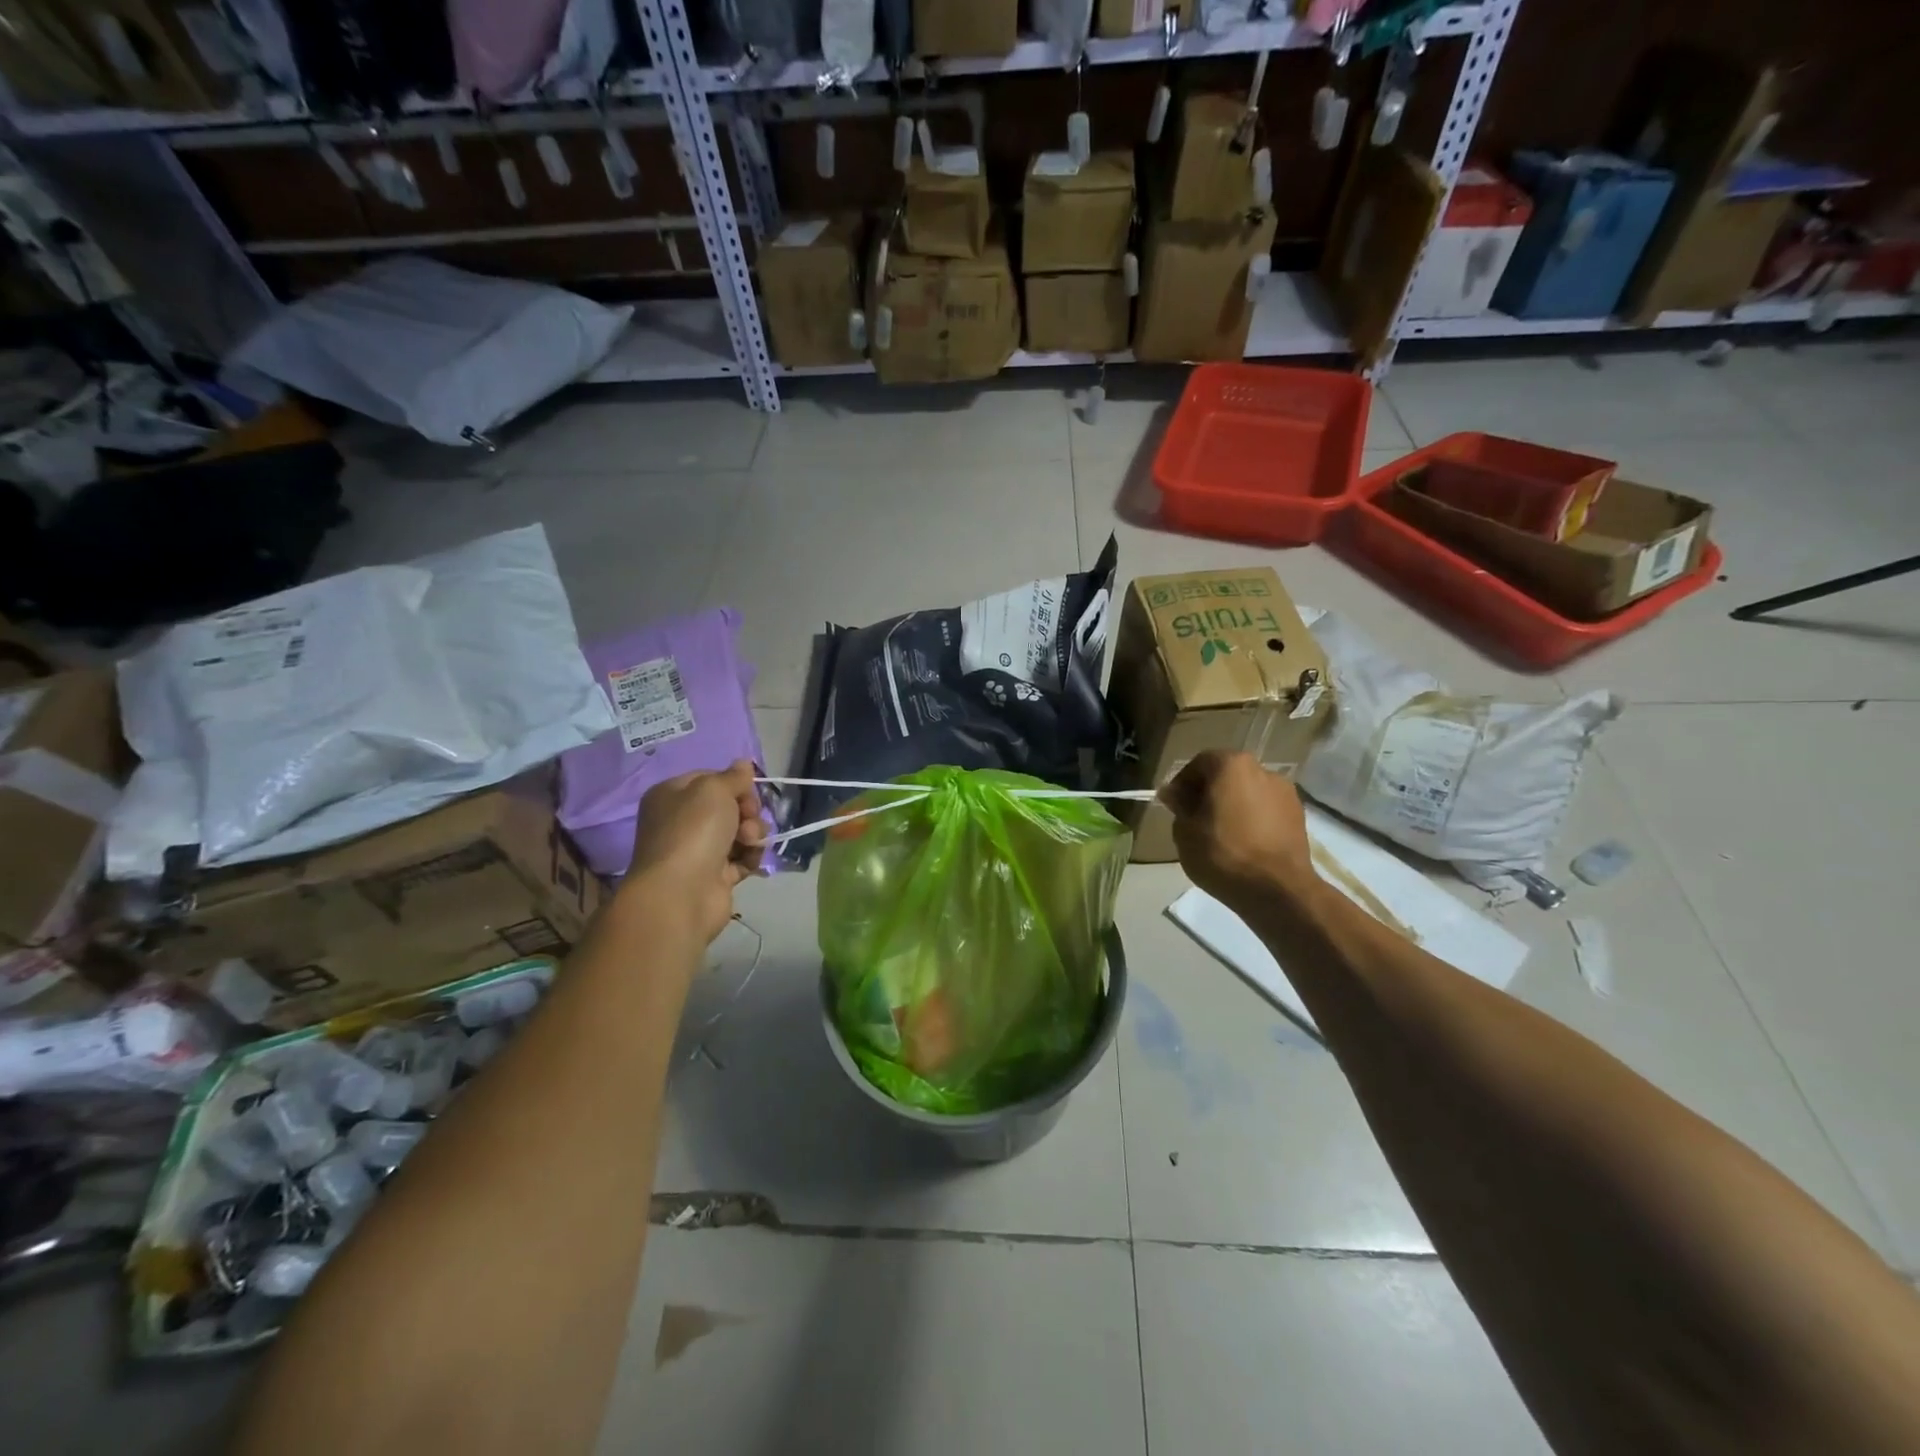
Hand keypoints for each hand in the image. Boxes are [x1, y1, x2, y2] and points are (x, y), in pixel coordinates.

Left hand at [624, 760, 768, 943]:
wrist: (682, 893)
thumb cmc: (693, 831)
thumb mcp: (714, 789)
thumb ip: (733, 776)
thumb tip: (743, 764)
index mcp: (672, 795)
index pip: (711, 779)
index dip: (734, 784)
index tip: (748, 791)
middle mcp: (681, 821)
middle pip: (729, 806)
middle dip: (747, 811)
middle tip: (747, 819)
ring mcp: (697, 850)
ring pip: (739, 832)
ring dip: (753, 833)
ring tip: (750, 842)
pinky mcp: (714, 876)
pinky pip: (742, 858)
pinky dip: (751, 857)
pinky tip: (751, 860)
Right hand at [1160, 751, 1318, 910]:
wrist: (1278, 889)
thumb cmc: (1223, 854)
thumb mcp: (1185, 831)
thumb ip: (1179, 806)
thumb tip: (1174, 793)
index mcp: (1232, 765)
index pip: (1199, 763)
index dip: (1182, 783)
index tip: (1175, 806)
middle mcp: (1262, 770)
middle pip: (1227, 775)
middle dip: (1209, 793)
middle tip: (1195, 820)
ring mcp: (1286, 792)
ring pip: (1248, 793)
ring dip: (1233, 806)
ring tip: (1221, 835)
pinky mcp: (1299, 816)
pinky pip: (1266, 810)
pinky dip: (1253, 820)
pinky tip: (1244, 844)